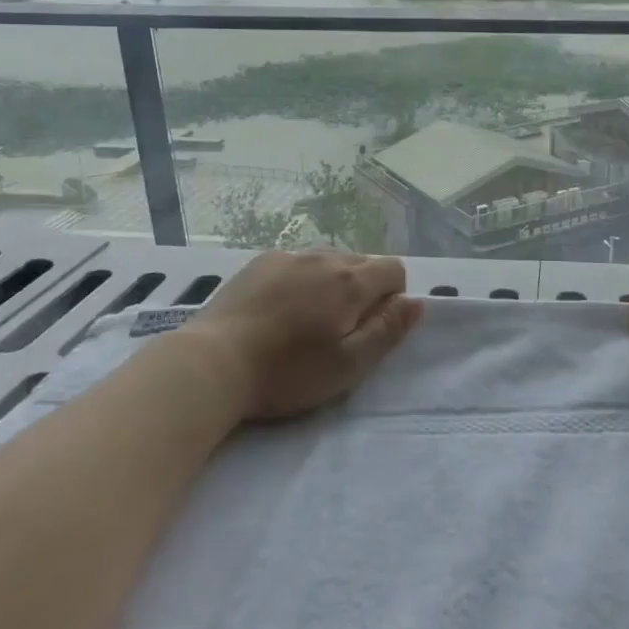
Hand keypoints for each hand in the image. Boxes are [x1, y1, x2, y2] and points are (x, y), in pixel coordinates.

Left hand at [183, 251, 422, 421]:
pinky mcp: (259, 262)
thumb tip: (416, 301)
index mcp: (350, 282)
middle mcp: (323, 257)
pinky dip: (300, 279)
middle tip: (339, 331)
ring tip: (307, 320)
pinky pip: (296, 262)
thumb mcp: (348, 365)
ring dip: (331, 282)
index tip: (371, 328)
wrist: (212, 364)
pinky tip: (279, 309)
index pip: (394, 269)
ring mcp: (288, 256)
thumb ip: (387, 330)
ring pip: (328, 260)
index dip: (393, 297)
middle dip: (363, 290)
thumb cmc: (286, 373)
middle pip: (362, 263)